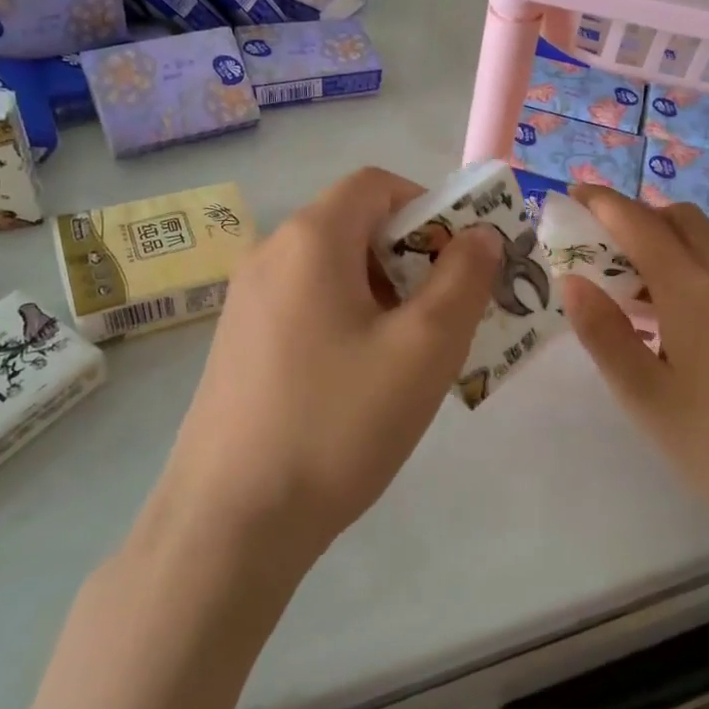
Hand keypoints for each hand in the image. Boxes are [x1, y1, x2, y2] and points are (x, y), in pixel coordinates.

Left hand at [148, 166, 497, 574]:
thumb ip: (463, 279)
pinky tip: (363, 379)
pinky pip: (307, 304)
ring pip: (333, 269)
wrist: (229, 524)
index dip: (430, 207)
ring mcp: (246, 300)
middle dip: (413, 256)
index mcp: (310, 239)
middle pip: (355, 224)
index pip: (377, 184)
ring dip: (384, 291)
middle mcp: (269, 254)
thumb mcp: (424, 348)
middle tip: (448, 313)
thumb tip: (479, 235)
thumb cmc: (338, 423)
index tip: (461, 260)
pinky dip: (348, 317)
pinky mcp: (238, 342)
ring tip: (412, 353)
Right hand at [561, 186, 708, 537]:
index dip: (601, 203)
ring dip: (662, 238)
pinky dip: (687, 260)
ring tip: (630, 282)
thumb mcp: (643, 394)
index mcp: (690, 286)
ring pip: (703, 238)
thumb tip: (573, 282)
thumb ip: (604, 333)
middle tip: (598, 248)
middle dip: (634, 216)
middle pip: (676, 218)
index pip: (638, 222)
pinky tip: (672, 310)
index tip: (570, 196)